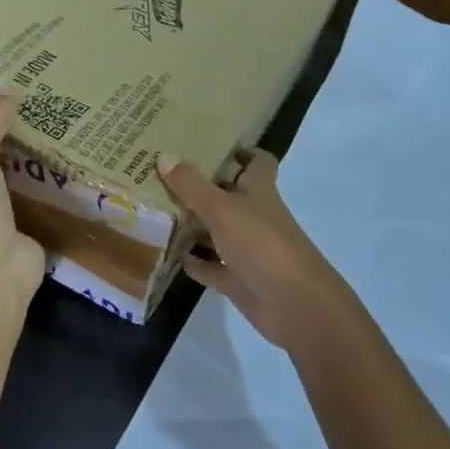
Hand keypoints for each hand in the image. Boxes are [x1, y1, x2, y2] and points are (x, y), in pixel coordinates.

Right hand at [157, 150, 364, 352]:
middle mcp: (255, 216)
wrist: (294, 304)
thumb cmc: (262, 243)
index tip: (211, 144)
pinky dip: (193, 262)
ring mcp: (247, 250)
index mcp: (259, 191)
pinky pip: (211, 267)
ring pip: (216, 232)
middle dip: (200, 188)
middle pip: (228, 196)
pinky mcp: (239, 280)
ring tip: (155, 212)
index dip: (241, 152)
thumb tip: (164, 155)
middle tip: (162, 175)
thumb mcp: (222, 208)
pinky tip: (168, 254)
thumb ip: (192, 185)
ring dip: (192, 226)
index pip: (258, 162)